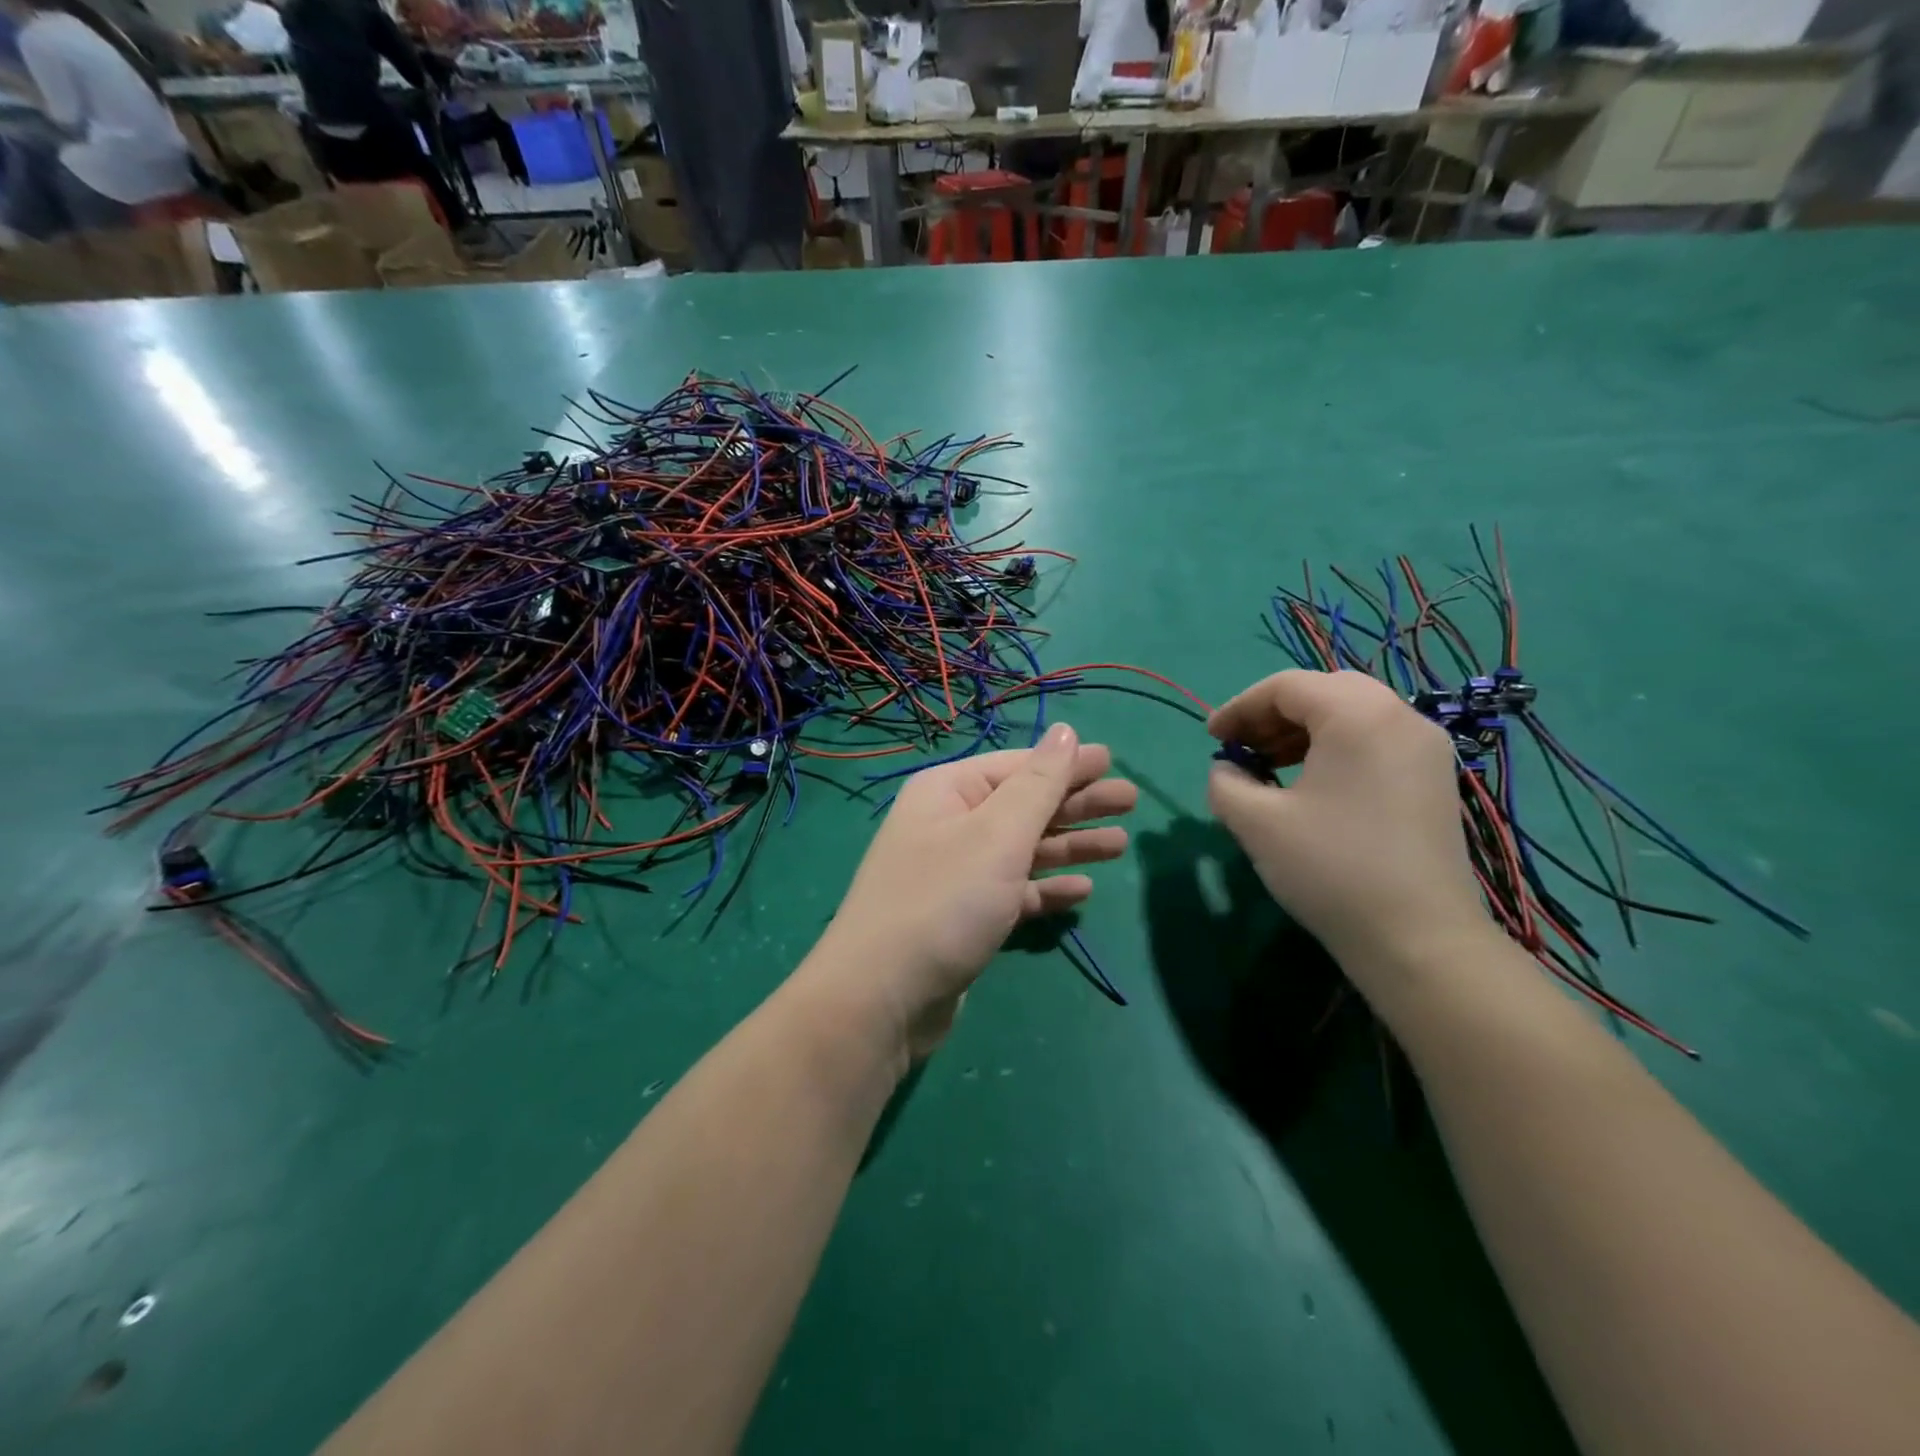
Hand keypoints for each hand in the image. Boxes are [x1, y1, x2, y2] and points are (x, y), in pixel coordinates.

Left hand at [811, 723, 1135, 1060]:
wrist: (882, 998)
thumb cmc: (945, 901)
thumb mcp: (997, 834)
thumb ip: (1038, 783)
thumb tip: (1064, 730)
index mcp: (949, 792)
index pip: (1018, 766)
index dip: (1067, 763)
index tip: (1114, 761)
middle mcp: (950, 825)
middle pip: (1024, 806)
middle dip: (1076, 803)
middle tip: (1131, 802)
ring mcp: (955, 873)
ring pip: (1022, 849)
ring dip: (1069, 845)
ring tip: (1119, 845)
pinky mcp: (963, 917)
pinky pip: (1013, 891)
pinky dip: (1045, 887)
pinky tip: (1081, 890)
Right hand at [1205, 670, 1490, 999]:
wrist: (1419, 939)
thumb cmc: (1331, 868)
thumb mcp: (1257, 822)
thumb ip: (1226, 782)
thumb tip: (1227, 768)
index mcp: (1358, 714)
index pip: (1286, 686)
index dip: (1239, 707)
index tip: (1210, 738)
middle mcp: (1400, 716)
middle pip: (1324, 692)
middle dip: (1273, 714)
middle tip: (1241, 745)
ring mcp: (1425, 748)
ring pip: (1352, 714)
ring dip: (1303, 730)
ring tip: (1268, 765)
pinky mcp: (1434, 778)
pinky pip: (1375, 740)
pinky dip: (1334, 747)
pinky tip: (1310, 784)